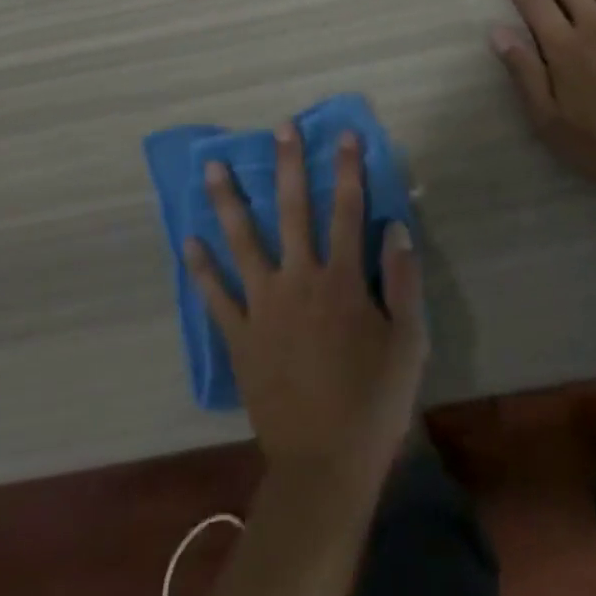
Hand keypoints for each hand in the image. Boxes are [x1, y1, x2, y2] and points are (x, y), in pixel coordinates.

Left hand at [185, 126, 426, 498]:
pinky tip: (187, 241)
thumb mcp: (408, 344)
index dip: (347, 169)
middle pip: (293, 210)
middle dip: (288, 165)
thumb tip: (394, 227)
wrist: (324, 468)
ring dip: (229, 201)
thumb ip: (402, 281)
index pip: (347, 210)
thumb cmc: (374, 404)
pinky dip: (200, 269)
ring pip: (243, 241)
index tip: (345, 134)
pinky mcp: (240, 335)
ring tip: (213, 166)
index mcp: (341, 280)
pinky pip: (215, 296)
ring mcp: (264, 305)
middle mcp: (299, 280)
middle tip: (280, 127)